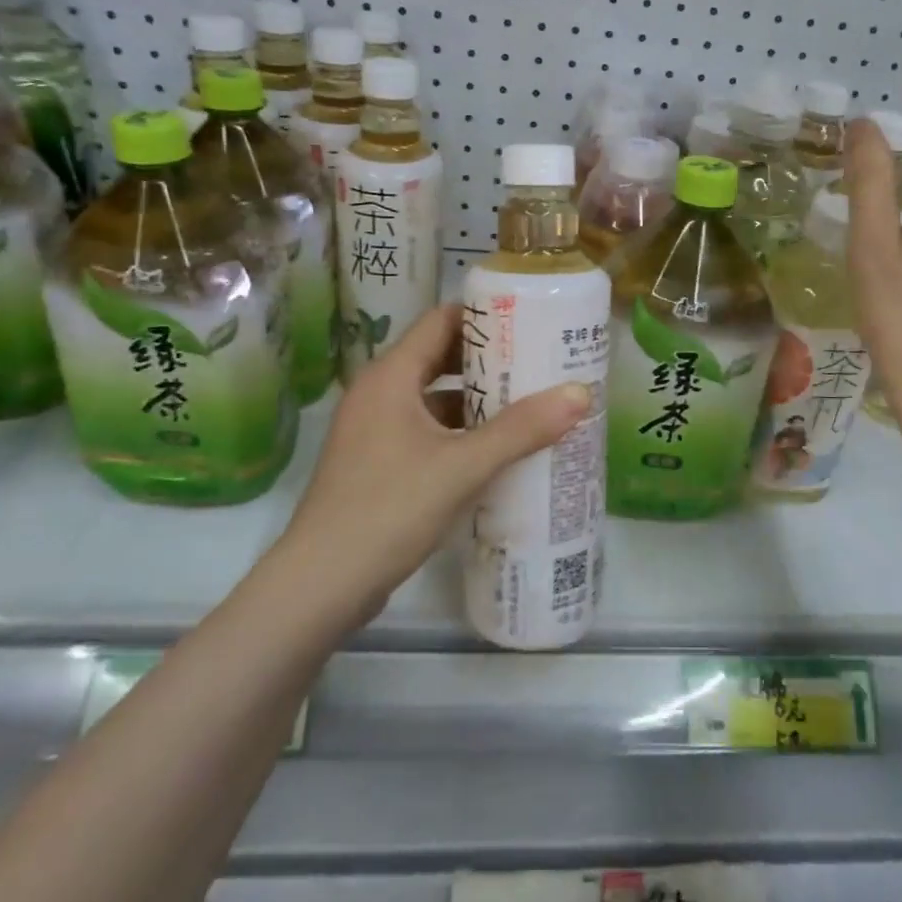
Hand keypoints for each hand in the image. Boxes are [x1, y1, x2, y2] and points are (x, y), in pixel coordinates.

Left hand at [276, 303, 590, 624]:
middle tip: (539, 362)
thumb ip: (521, 430)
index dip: (485, 317)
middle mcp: (379, 393)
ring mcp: (375, 430)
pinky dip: (460, 433)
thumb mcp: (462, 466)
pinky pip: (427, 431)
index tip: (530, 321)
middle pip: (439, 358)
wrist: (321, 585)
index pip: (441, 321)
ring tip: (529, 404)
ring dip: (477, 400)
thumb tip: (579, 392)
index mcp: (390, 377)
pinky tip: (496, 450)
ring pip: (434, 399)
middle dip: (489, 360)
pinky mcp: (378, 463)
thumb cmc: (389, 509)